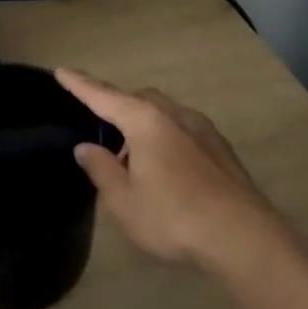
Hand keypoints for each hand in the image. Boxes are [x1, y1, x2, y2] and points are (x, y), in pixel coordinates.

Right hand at [56, 70, 274, 267]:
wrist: (245, 238)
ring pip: (163, 112)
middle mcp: (173, 114)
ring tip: (131, 154)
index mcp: (144, 121)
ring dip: (142, 123)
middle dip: (116, 103)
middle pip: (137, 98)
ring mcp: (202, 129)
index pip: (103, 96)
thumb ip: (102, 169)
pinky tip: (165, 165)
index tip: (62, 71)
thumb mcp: (124, 201)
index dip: (80, 84)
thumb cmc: (174, 217)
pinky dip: (165, 136)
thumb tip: (85, 148)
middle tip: (99, 124)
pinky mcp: (221, 149)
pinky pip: (182, 129)